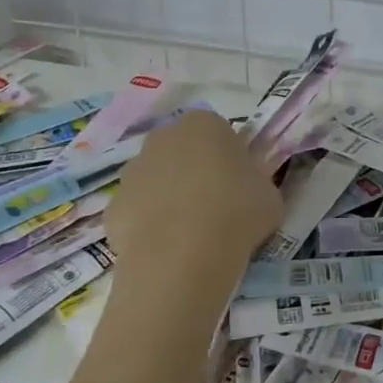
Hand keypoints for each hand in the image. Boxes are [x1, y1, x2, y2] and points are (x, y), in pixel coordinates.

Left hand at [106, 110, 282, 289]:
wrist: (183, 257)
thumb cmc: (236, 213)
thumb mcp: (269, 195)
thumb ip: (256, 182)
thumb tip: (247, 188)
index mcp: (204, 125)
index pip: (218, 131)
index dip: (229, 157)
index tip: (238, 184)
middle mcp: (162, 138)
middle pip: (180, 150)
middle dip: (193, 171)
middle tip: (215, 205)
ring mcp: (132, 172)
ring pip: (155, 180)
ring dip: (168, 197)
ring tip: (190, 233)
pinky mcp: (113, 207)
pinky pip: (137, 212)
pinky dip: (149, 226)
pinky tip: (167, 249)